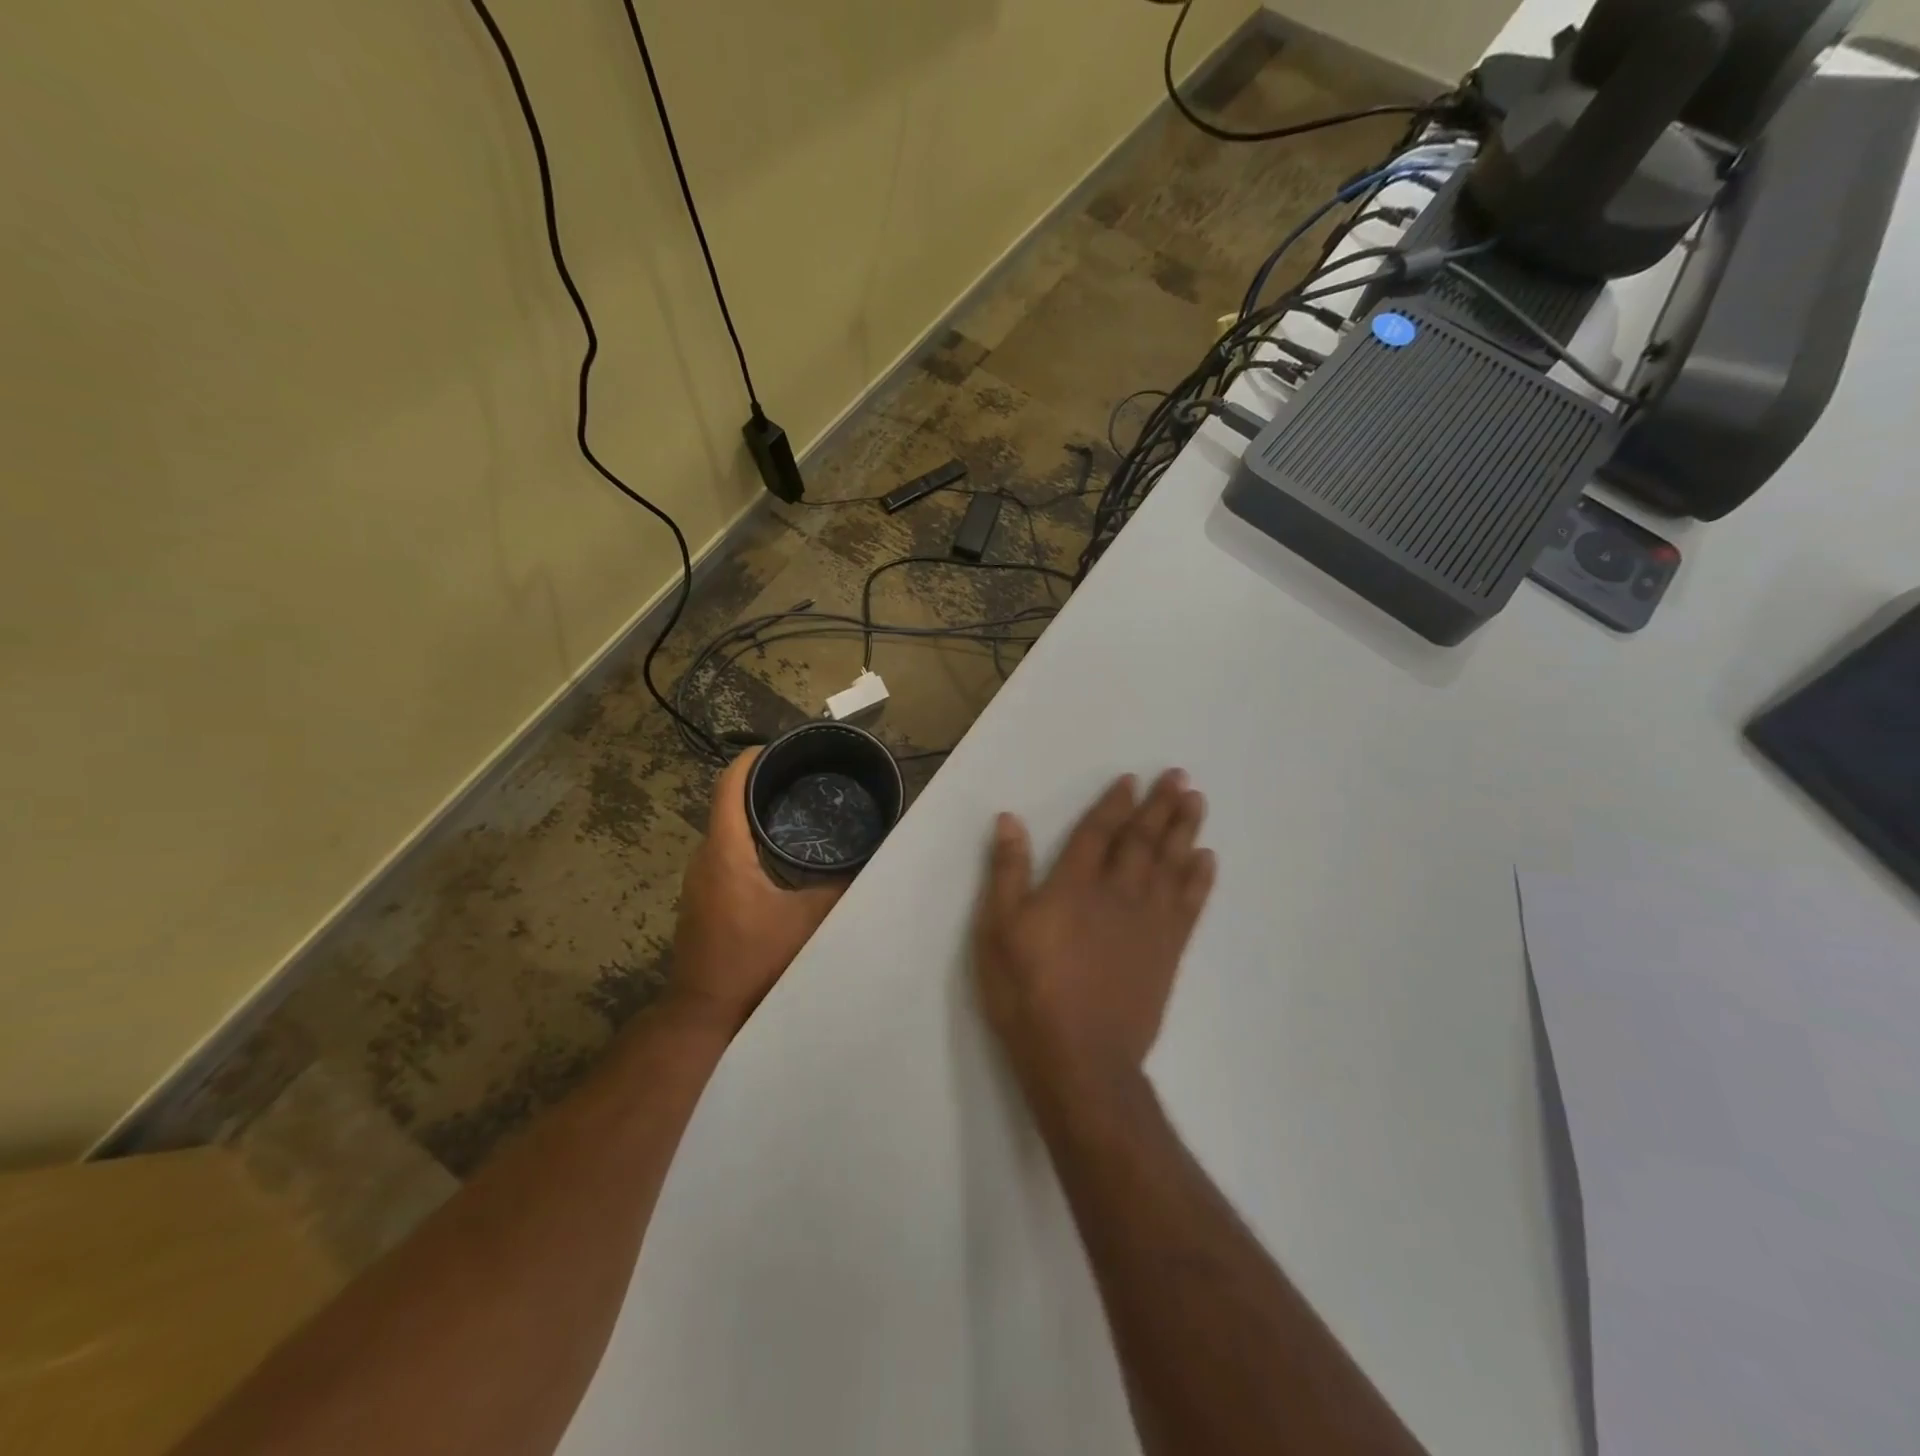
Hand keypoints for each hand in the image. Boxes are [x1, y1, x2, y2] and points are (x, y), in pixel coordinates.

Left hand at [670, 749, 846, 1033]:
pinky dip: (747, 840)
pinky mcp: (701, 899)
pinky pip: (724, 853)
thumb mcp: (808, 922)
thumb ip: (840, 889)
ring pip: (725, 830)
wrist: (704, 1014)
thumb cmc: (754, 961)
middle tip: (804, 779)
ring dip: (754, 814)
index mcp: (726, 852)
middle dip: (761, 784)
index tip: (782, 748)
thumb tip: (870, 861)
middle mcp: (705, 858)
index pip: (729, 785)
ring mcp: (698, 881)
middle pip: (727, 803)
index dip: (752, 759)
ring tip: (797, 809)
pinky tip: (778, 855)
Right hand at [973, 770, 1215, 1098]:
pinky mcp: (1167, 951)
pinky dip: (1200, 879)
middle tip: (1180, 776)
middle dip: (1160, 806)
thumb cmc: (1029, 992)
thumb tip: (1011, 820)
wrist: (1081, 1058)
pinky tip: (1207, 859)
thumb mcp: (998, 930)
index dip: (1115, 804)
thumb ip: (1007, 872)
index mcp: (1075, 885)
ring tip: (1197, 801)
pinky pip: (1190, 904)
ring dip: (1185, 830)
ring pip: (1172, 864)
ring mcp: (1148, 922)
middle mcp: (1118, 893)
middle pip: (1142, 840)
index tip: (1131, 779)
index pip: (1099, 832)